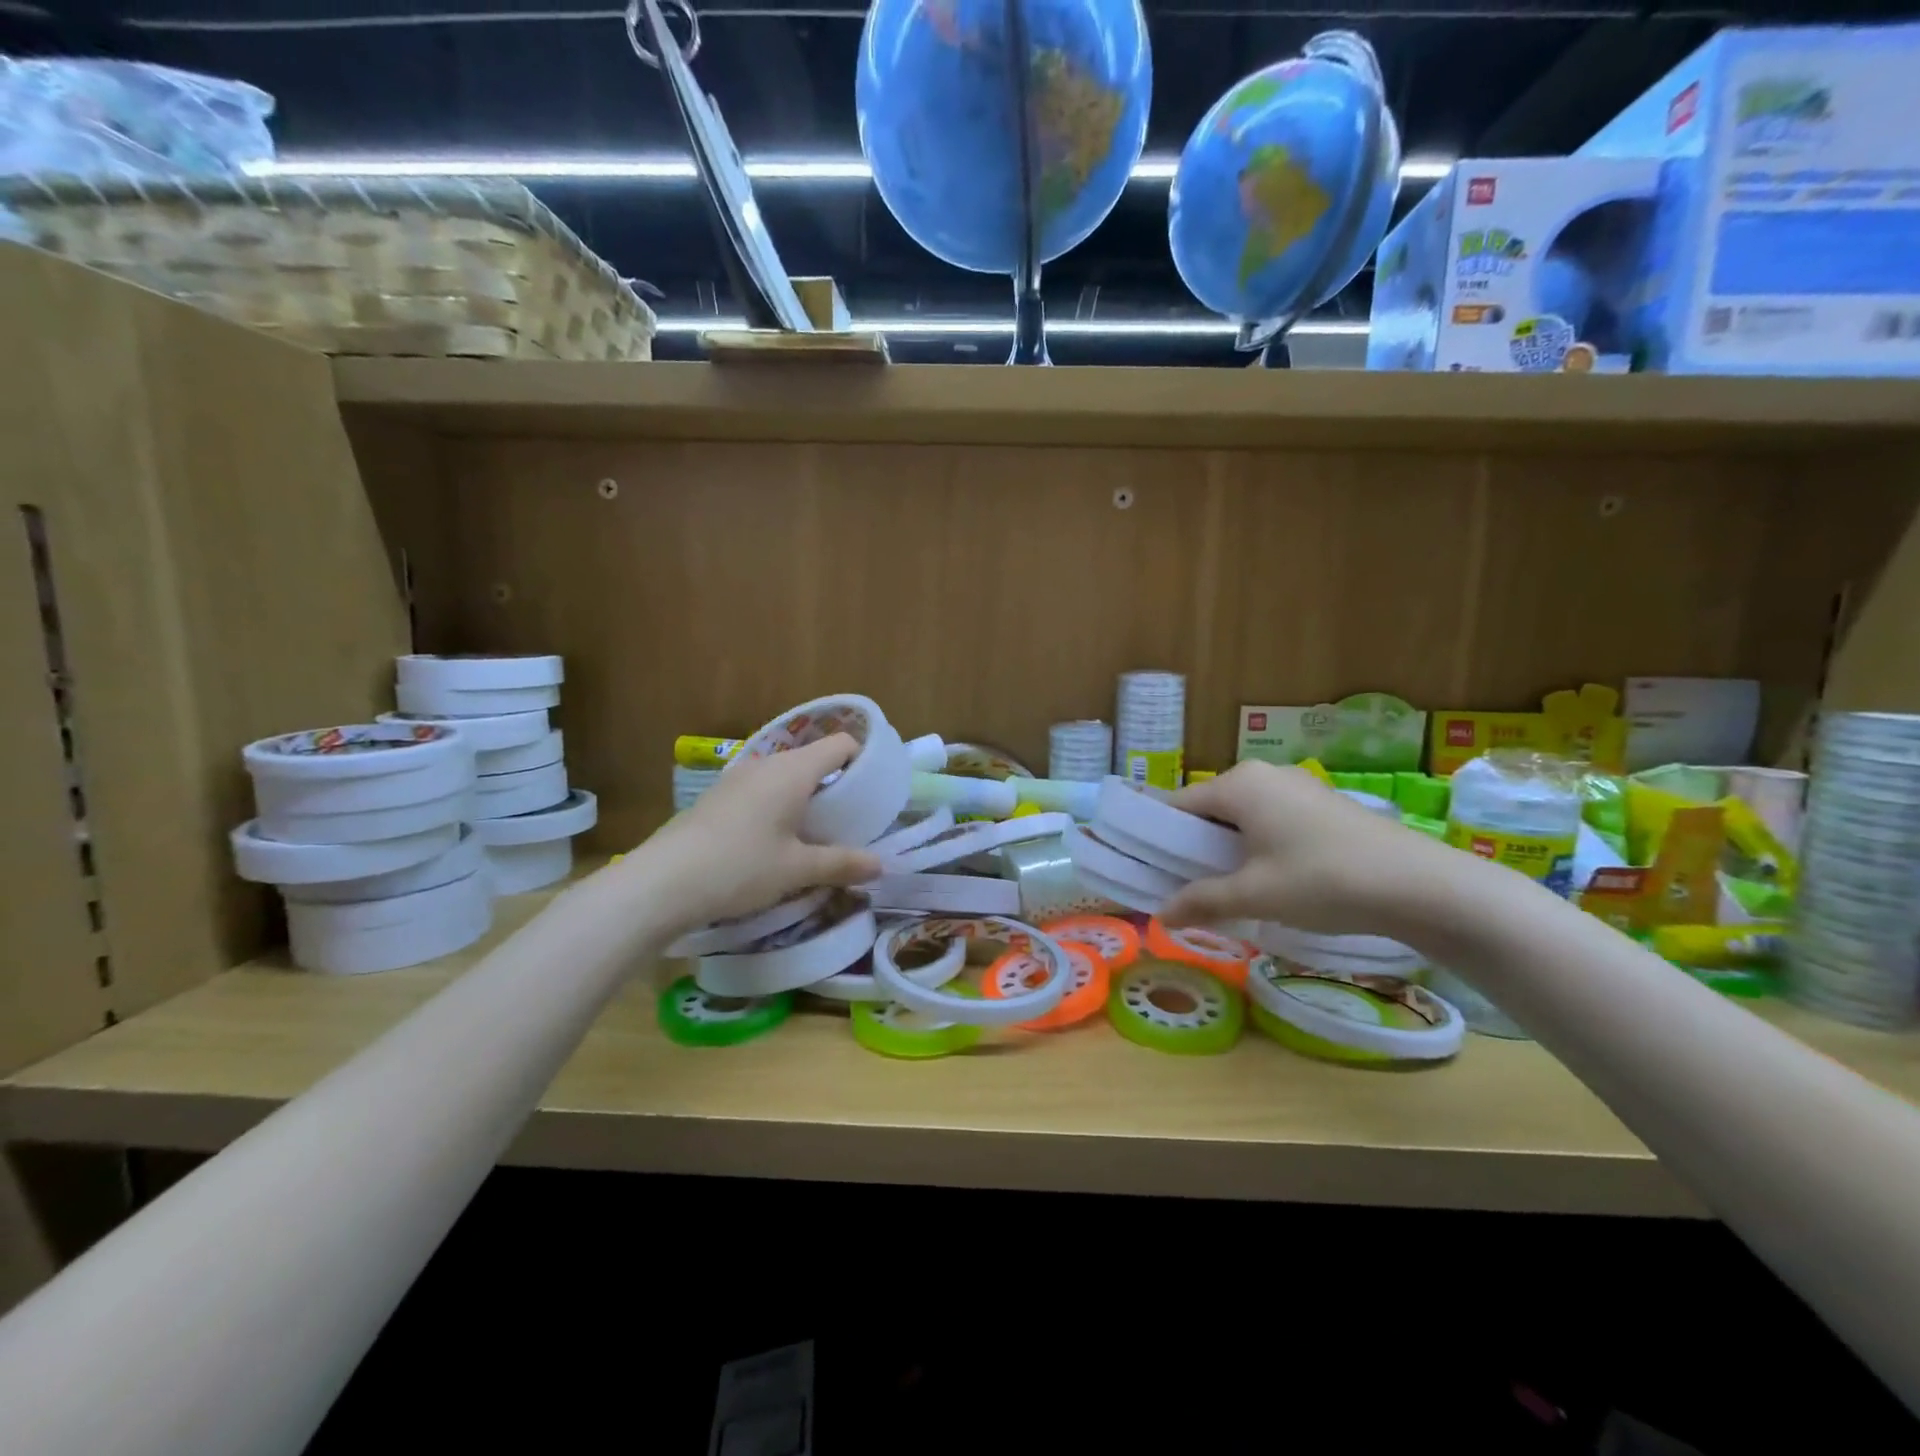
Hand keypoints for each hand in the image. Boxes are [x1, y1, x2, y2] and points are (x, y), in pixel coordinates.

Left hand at [626, 734, 882, 934]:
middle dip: (837, 784)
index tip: (875, 790)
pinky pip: (762, 790)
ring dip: (806, 797)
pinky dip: (779, 805)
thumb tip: (880, 866)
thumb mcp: (797, 869)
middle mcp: (766, 764)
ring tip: (817, 833)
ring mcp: (737, 778)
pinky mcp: (717, 797)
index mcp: (793, 770)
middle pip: (813, 759)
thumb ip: (842, 863)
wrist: (662, 882)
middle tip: (851, 819)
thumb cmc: (740, 867)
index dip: (863, 759)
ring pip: (785, 776)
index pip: (840, 743)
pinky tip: (776, 840)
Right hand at [1158, 761, 1444, 934]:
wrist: (1420, 885)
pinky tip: (1268, 877)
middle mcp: (1263, 774)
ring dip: (1226, 847)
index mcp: (1238, 784)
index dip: (1158, 837)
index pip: (1177, 805)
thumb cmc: (1323, 880)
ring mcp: (1296, 785)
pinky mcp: (1322, 803)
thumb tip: (1160, 917)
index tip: (1147, 869)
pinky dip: (1256, 844)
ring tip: (1225, 887)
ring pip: (1241, 814)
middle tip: (1184, 885)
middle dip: (1193, 845)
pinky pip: (1270, 818)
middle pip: (1209, 808)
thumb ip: (1202, 901)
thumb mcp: (1255, 895)